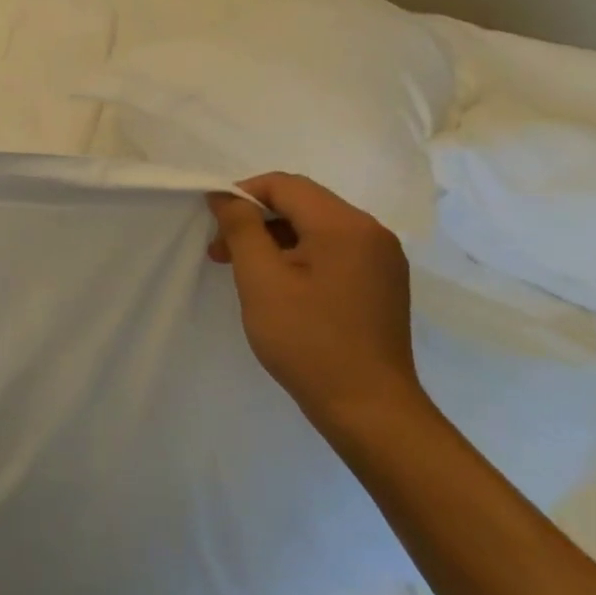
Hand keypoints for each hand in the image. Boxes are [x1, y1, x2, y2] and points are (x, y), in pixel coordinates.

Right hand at [206, 173, 421, 428]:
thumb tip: (225, 195)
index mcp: (344, 225)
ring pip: (317, 227)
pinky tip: (279, 285)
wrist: (369, 409)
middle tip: (221, 252)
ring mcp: (381, 258)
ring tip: (244, 271)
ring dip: (275, 239)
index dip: (243, 194)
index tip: (213, 223)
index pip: (285, 185)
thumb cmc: (307, 341)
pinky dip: (300, 256)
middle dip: (256, 219)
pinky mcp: (382, 282)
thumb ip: (241, 228)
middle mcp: (371, 232)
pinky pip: (333, 250)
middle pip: (302, 203)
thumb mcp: (261, 280)